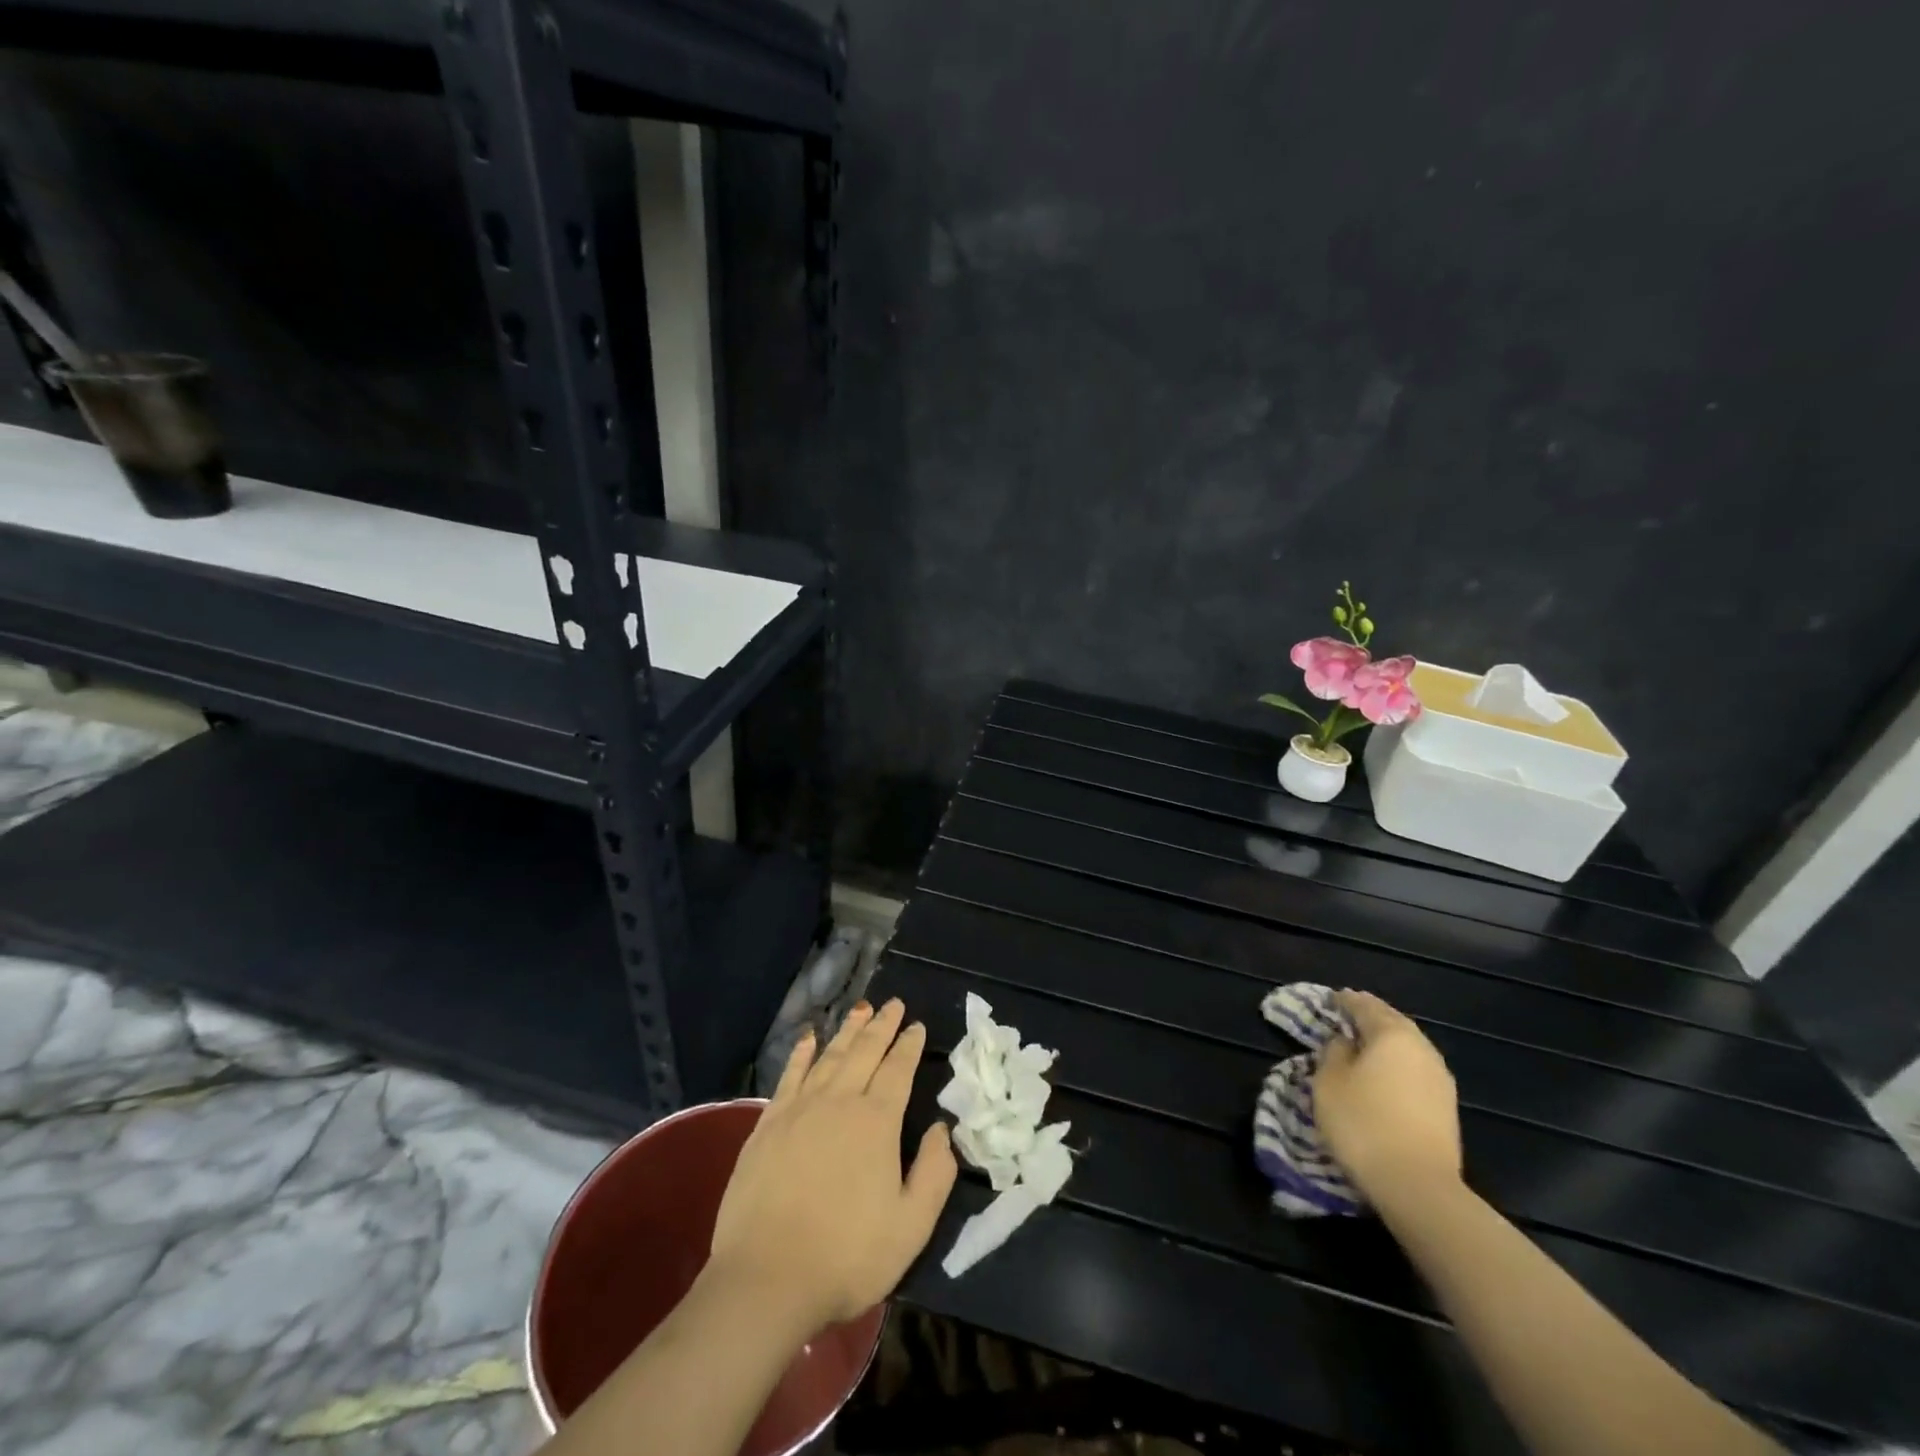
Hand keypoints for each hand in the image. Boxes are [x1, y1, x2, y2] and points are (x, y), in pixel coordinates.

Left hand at [707, 999, 957, 1334]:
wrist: (765, 1280)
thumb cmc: (846, 1256)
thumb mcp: (911, 1227)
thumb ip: (935, 1173)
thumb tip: (941, 1129)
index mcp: (876, 1122)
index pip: (897, 1070)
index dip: (909, 1046)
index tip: (917, 1026)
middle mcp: (839, 1102)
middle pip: (864, 1052)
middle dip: (882, 1025)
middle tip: (894, 1003)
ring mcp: (799, 1110)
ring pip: (829, 1056)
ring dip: (848, 1030)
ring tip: (861, 1009)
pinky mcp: (768, 1125)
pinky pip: (790, 1075)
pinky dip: (802, 1053)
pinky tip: (809, 1038)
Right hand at [1312, 990, 1461, 1205]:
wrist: (1418, 1187)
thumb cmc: (1363, 1123)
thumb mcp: (1329, 1081)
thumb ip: (1334, 1051)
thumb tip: (1345, 1042)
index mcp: (1392, 1034)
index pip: (1364, 1005)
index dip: (1344, 1000)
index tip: (1329, 1000)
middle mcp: (1422, 1048)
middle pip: (1392, 1022)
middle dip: (1369, 1017)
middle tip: (1346, 1018)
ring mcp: (1440, 1079)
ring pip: (1408, 1047)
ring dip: (1385, 1042)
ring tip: (1363, 1047)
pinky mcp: (1447, 1108)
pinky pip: (1415, 1071)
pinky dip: (1397, 1065)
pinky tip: (1384, 1076)